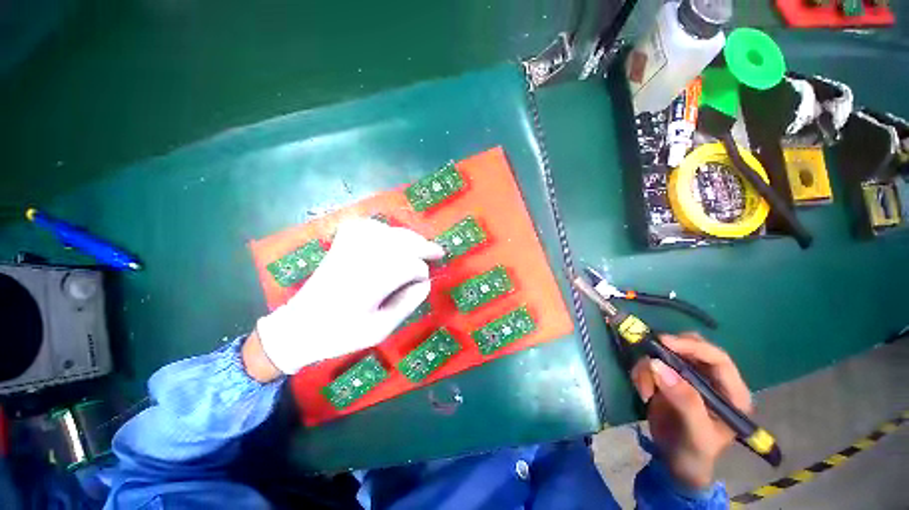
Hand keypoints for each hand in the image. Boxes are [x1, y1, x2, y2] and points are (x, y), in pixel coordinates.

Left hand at [255, 218, 444, 375]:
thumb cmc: (341, 334)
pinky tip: (391, 236)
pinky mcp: (341, 245)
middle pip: (402, 242)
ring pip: (388, 231)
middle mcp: (361, 259)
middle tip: (440, 252)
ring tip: (421, 245)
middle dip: (424, 246)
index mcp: (370, 283)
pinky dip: (384, 229)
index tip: (425, 282)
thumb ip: (406, 305)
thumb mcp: (379, 330)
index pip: (409, 266)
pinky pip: (367, 227)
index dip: (422, 272)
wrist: (299, 327)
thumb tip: (426, 284)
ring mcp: (349, 248)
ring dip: (409, 237)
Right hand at [631, 333, 751, 489]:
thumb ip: (684, 400)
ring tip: (645, 391)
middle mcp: (710, 379)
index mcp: (731, 392)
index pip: (717, 358)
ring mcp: (687, 378)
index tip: (664, 342)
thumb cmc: (695, 453)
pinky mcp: (666, 379)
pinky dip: (642, 374)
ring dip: (649, 368)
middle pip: (691, 348)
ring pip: (665, 354)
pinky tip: (643, 393)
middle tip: (649, 357)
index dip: (692, 346)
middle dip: (668, 351)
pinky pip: (650, 364)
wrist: (675, 463)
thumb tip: (657, 365)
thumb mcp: (696, 432)